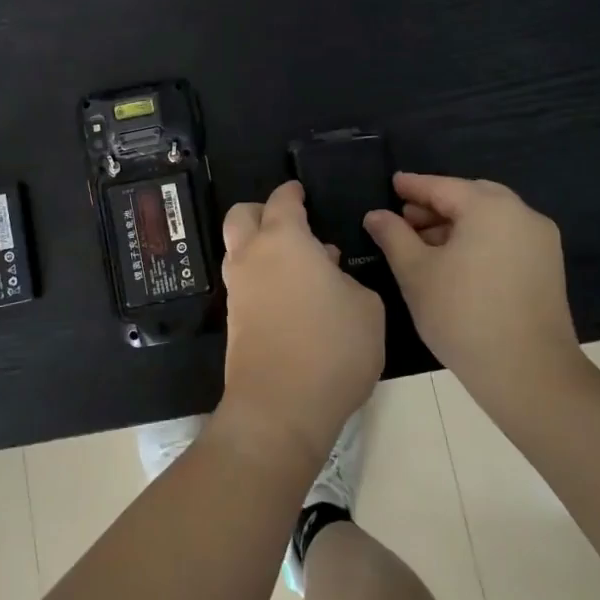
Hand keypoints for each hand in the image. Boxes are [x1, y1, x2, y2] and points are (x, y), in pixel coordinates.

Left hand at [217, 181, 383, 470]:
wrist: (280, 407)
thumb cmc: (332, 347)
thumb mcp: (367, 307)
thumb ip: (347, 278)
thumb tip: (326, 268)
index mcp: (284, 239)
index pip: (282, 200)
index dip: (292, 192)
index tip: (301, 191)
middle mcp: (252, 255)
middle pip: (241, 215)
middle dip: (261, 211)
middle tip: (290, 223)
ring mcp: (237, 288)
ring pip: (239, 249)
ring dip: (260, 246)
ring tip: (300, 265)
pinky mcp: (233, 319)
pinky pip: (244, 281)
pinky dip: (261, 275)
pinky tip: (291, 295)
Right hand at [363, 173, 585, 411]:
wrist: (529, 374)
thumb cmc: (463, 315)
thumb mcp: (416, 272)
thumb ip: (393, 236)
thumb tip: (376, 215)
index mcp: (490, 208)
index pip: (443, 187)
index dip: (413, 186)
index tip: (392, 183)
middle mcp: (521, 215)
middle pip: (471, 197)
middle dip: (436, 204)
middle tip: (405, 216)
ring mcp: (540, 241)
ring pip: (490, 218)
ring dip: (456, 223)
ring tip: (423, 243)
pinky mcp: (548, 267)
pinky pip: (505, 237)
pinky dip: (478, 239)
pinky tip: (454, 261)